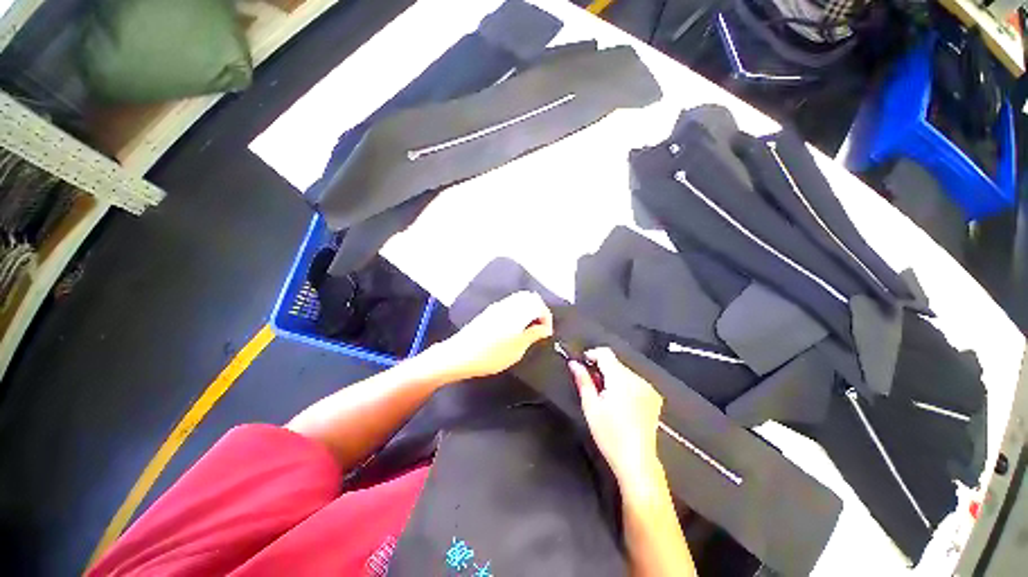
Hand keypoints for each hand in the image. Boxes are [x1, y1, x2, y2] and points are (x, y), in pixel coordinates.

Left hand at [435, 291, 553, 379]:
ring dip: (529, 309)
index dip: (547, 318)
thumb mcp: (517, 349)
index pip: (539, 305)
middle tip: (540, 328)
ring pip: (519, 299)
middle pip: (530, 297)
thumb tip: (544, 328)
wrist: (459, 355)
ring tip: (529, 328)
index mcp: (518, 312)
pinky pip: (510, 304)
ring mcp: (497, 306)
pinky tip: (515, 326)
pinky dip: (518, 310)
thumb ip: (533, 335)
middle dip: (539, 310)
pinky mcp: (489, 311)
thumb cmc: (491, 355)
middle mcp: (508, 304)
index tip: (546, 333)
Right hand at [569, 348, 664, 494]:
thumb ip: (582, 381)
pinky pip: (635, 382)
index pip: (606, 353)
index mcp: (620, 379)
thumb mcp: (591, 406)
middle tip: (592, 386)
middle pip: (615, 363)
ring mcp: (648, 389)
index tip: (583, 362)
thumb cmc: (610, 435)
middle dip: (602, 369)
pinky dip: (625, 386)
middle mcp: (637, 380)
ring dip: (613, 378)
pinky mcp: (654, 398)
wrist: (636, 461)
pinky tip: (620, 403)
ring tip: (606, 397)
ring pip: (625, 372)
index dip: (592, 354)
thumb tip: (574, 364)